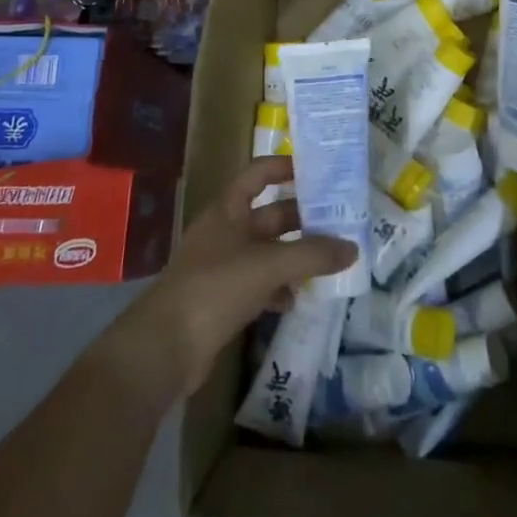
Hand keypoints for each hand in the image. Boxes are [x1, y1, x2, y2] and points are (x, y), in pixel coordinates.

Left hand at [103, 157, 356, 400]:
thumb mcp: (269, 265)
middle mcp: (225, 232)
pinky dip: (280, 288)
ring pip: (268, 251)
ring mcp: (222, 267)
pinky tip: (300, 298)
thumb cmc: (214, 288)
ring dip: (296, 255)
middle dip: (302, 218)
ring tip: (331, 259)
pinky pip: (260, 285)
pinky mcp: (223, 301)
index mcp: (228, 209)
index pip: (259, 173)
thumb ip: (312, 255)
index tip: (319, 171)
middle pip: (270, 215)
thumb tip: (353, 248)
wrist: (163, 349)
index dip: (285, 167)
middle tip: (340, 221)